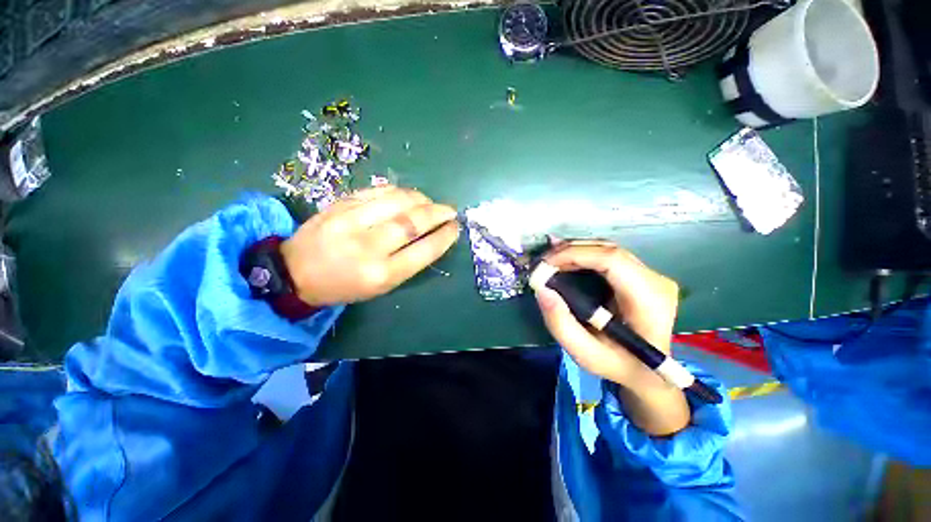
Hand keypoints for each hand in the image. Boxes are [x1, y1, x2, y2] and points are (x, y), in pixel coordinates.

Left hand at [280, 185, 459, 305]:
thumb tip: (432, 236)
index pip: (424, 250)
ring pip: (398, 200)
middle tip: (450, 210)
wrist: (295, 272)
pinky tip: (407, 196)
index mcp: (382, 274)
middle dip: (438, 212)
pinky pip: (378, 190)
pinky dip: (399, 191)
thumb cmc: (344, 286)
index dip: (445, 236)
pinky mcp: (340, 204)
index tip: (455, 227)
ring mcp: (351, 221)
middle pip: (413, 221)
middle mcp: (369, 246)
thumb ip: (409, 262)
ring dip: (421, 199)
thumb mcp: (381, 286)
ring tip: (429, 202)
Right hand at [534, 241, 689, 435]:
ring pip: (607, 249)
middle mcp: (655, 280)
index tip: (546, 264)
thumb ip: (561, 324)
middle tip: (542, 261)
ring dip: (574, 250)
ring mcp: (651, 275)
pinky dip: (583, 254)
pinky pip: (608, 256)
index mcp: (649, 300)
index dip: (575, 255)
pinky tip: (565, 257)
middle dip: (570, 250)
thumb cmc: (619, 365)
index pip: (612, 260)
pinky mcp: (641, 274)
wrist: (650, 373)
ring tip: (549, 259)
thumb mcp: (586, 354)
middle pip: (608, 250)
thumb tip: (542, 289)